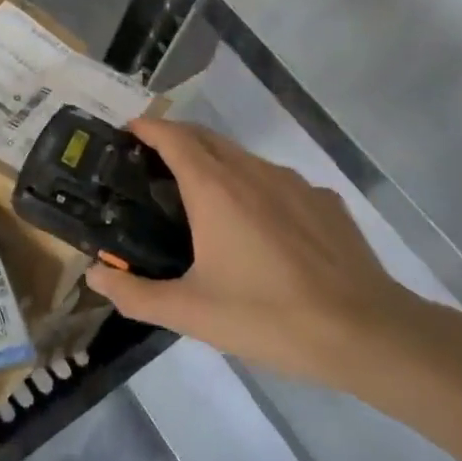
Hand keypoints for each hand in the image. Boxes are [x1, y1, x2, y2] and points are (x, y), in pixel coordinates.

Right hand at [83, 119, 416, 386]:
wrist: (366, 333)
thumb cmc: (269, 316)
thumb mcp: (192, 313)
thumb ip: (136, 295)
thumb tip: (94, 278)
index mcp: (214, 188)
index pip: (172, 136)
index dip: (147, 127)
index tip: (127, 132)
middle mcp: (252, 171)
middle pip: (205, 137)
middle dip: (176, 139)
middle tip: (152, 165)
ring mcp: (293, 182)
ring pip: (242, 157)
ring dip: (215, 162)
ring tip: (202, 197)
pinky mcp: (324, 201)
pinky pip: (277, 181)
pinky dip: (255, 187)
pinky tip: (260, 228)